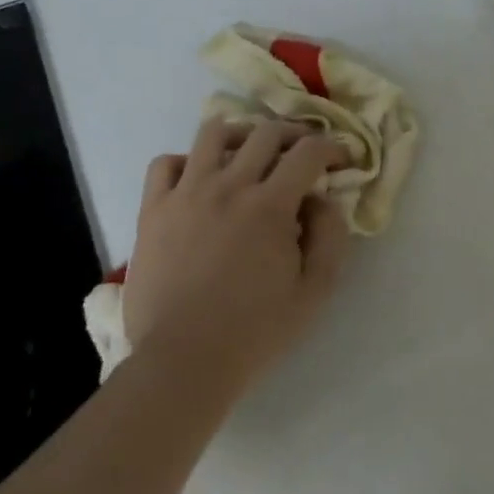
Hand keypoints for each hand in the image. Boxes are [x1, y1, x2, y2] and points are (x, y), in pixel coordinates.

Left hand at [123, 117, 351, 401]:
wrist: (183, 361)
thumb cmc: (255, 330)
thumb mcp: (315, 290)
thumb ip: (330, 236)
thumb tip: (323, 199)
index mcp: (270, 205)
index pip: (309, 152)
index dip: (332, 148)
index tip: (341, 161)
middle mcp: (229, 186)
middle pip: (266, 133)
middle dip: (295, 135)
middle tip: (303, 154)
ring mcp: (186, 194)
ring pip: (213, 133)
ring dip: (241, 134)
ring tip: (250, 153)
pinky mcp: (153, 210)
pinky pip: (165, 163)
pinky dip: (187, 161)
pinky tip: (199, 178)